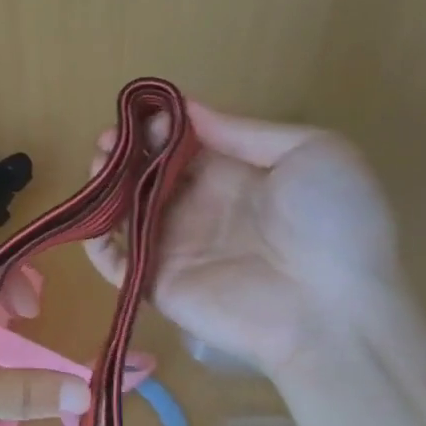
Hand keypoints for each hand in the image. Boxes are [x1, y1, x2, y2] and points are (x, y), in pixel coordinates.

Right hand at [86, 101, 399, 373]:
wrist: (334, 314)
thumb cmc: (332, 226)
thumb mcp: (313, 153)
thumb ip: (246, 132)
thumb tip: (188, 111)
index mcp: (237, 176)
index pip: (185, 144)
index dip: (161, 127)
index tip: (142, 116)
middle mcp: (202, 207)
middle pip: (150, 173)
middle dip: (126, 151)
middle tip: (107, 139)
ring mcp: (176, 246)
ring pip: (127, 210)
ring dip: (106, 186)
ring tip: (97, 164)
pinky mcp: (157, 282)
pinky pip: (117, 262)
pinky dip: (95, 241)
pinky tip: (90, 217)